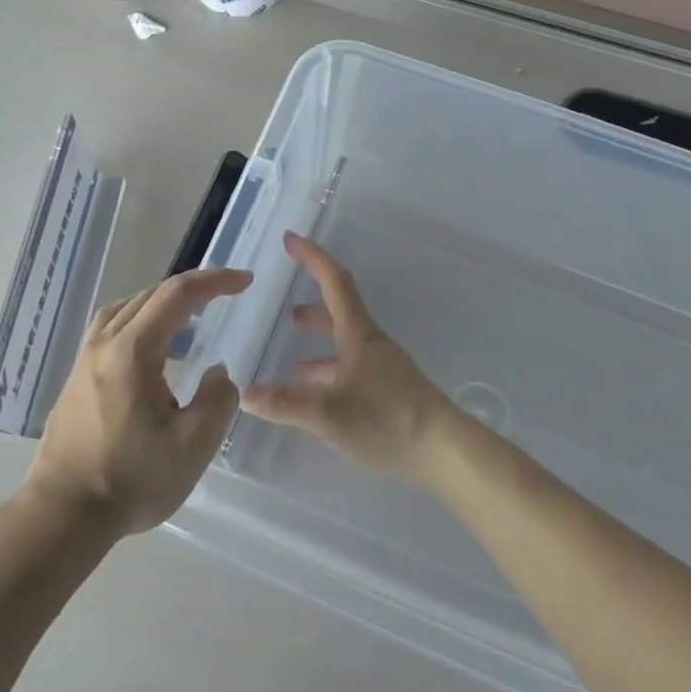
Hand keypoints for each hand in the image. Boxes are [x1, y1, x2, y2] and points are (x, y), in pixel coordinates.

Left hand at [25, 267, 250, 535]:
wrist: (62, 513)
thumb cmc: (131, 480)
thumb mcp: (192, 447)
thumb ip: (217, 401)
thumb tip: (217, 373)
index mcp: (132, 351)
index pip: (177, 296)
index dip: (214, 282)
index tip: (245, 281)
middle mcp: (104, 344)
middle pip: (150, 295)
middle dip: (192, 287)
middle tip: (227, 292)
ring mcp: (85, 359)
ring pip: (126, 308)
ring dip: (162, 301)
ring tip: (189, 313)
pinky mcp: (77, 377)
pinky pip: (112, 328)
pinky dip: (140, 319)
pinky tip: (152, 346)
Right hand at [242, 232, 464, 480]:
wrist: (444, 452)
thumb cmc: (388, 420)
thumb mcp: (328, 412)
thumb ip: (286, 403)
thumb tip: (246, 394)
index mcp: (359, 336)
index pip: (334, 283)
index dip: (313, 258)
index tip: (291, 239)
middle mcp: (371, 346)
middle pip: (340, 312)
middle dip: (313, 305)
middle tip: (287, 308)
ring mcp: (383, 370)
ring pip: (345, 345)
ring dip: (321, 343)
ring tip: (293, 357)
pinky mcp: (389, 394)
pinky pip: (351, 371)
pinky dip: (329, 373)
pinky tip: (317, 393)